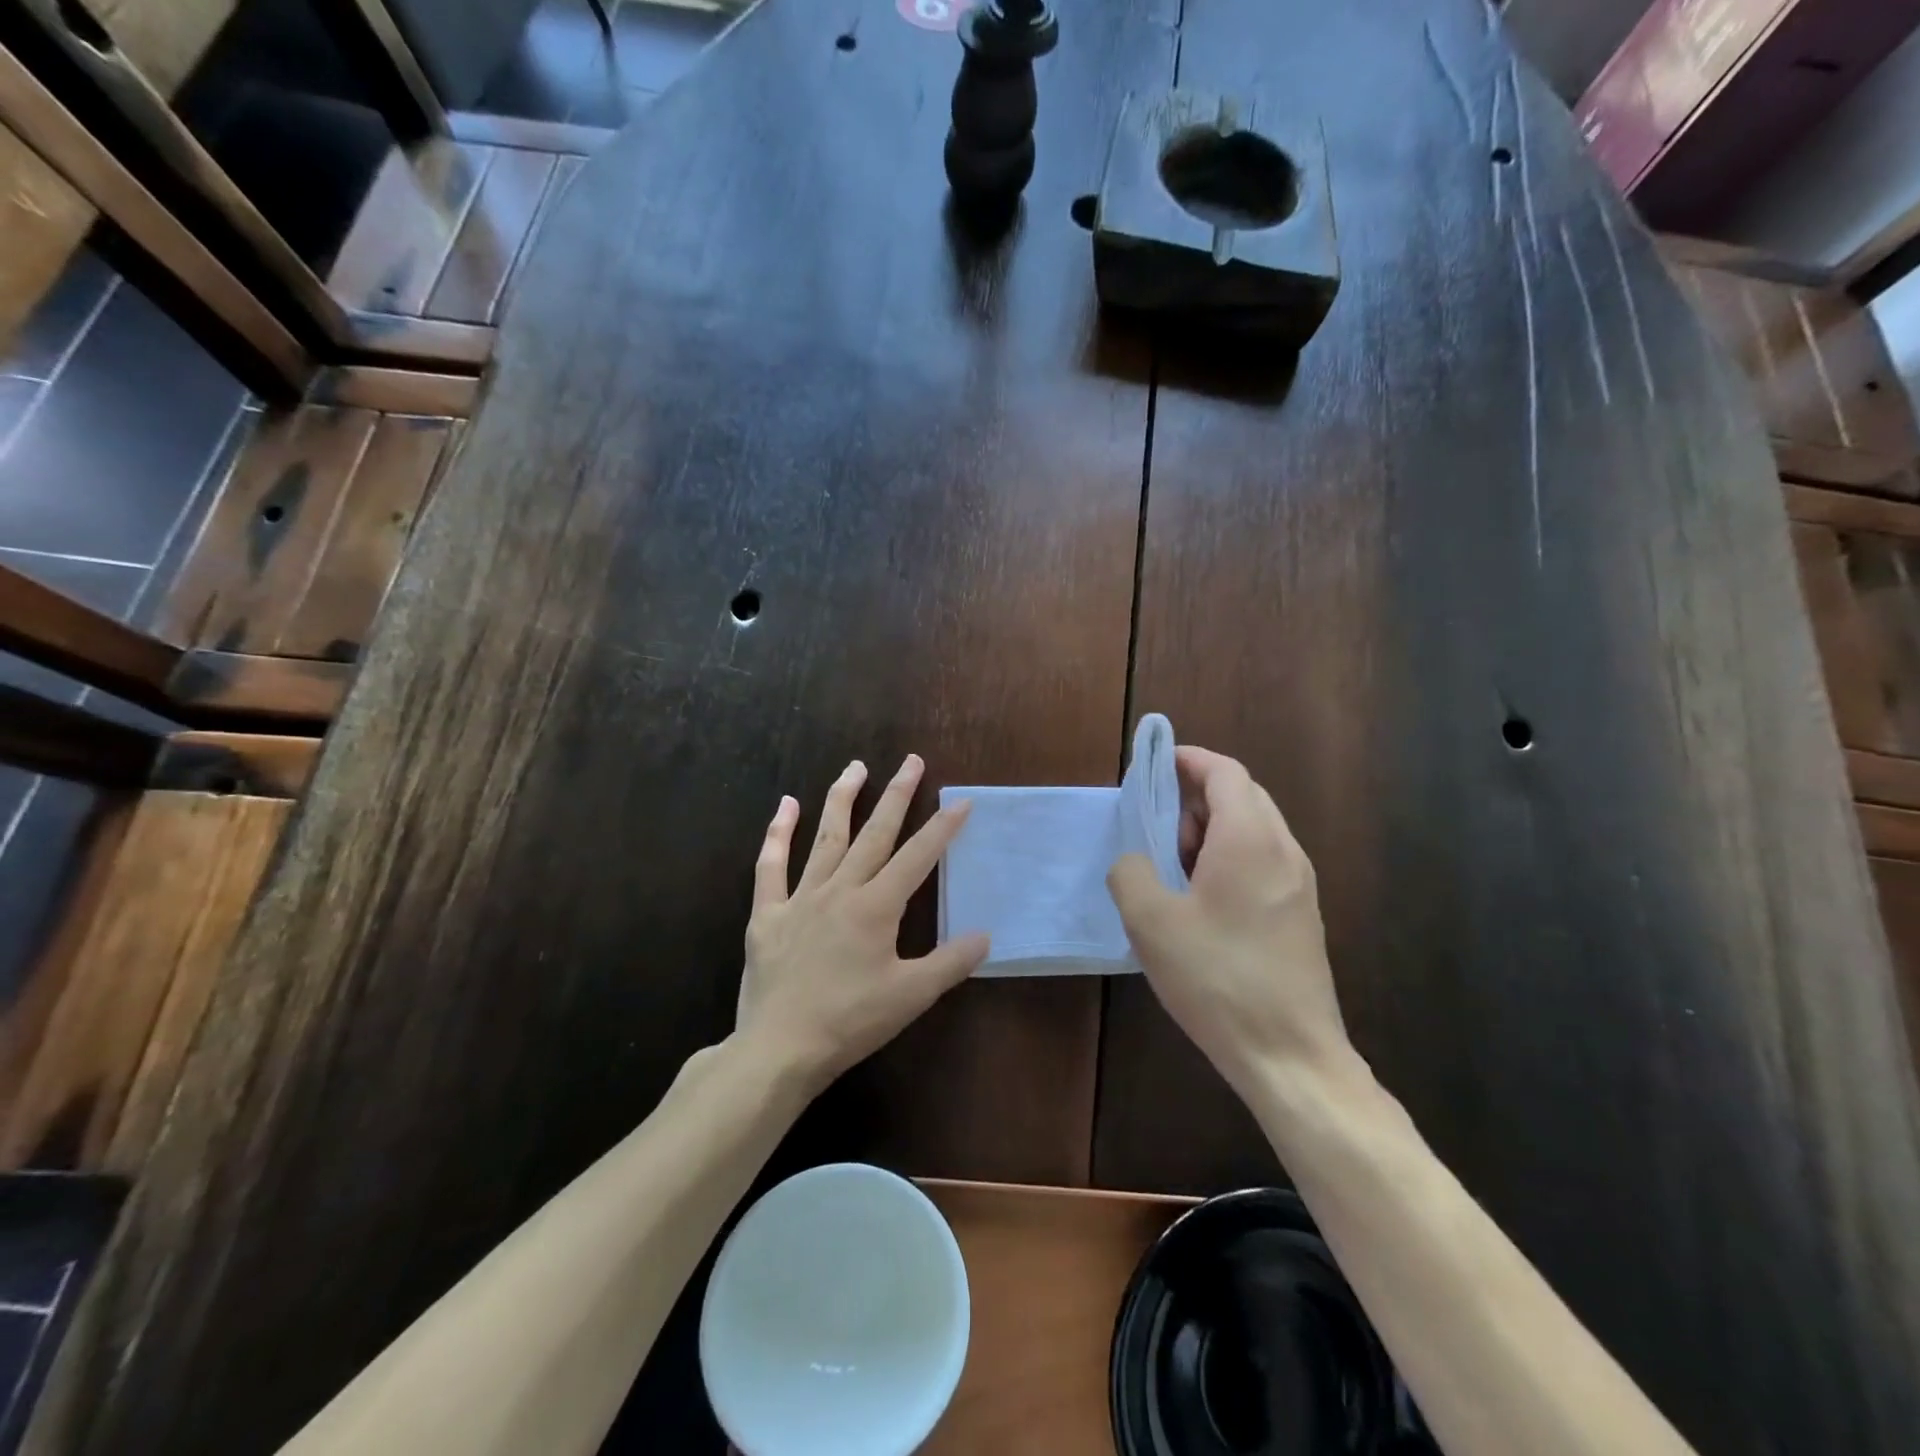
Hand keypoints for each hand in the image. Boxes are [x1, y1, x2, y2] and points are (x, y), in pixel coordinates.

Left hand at [737, 755, 989, 1090]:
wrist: (780, 1049)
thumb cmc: (850, 1021)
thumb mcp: (911, 996)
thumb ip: (950, 962)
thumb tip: (986, 936)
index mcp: (877, 907)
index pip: (918, 857)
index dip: (942, 828)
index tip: (961, 801)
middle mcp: (840, 889)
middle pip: (875, 833)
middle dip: (897, 795)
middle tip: (911, 761)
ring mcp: (801, 897)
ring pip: (826, 837)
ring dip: (843, 798)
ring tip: (856, 766)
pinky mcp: (768, 913)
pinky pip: (770, 866)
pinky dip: (778, 834)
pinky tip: (786, 805)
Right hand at [1108, 747, 1349, 1096]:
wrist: (1289, 1054)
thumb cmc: (1217, 978)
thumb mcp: (1150, 921)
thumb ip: (1131, 872)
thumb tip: (1136, 860)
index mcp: (1250, 838)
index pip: (1225, 772)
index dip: (1188, 760)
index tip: (1154, 766)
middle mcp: (1283, 850)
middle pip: (1243, 795)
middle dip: (1196, 797)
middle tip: (1157, 825)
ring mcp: (1299, 884)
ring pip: (1255, 829)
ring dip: (1213, 830)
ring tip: (1174, 865)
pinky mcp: (1301, 914)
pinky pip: (1264, 861)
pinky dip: (1230, 857)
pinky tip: (1201, 899)